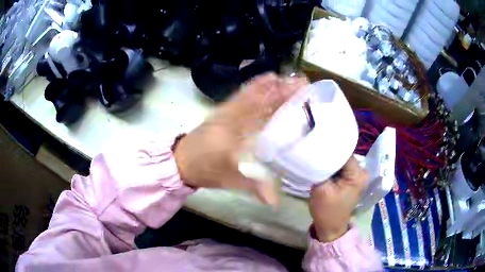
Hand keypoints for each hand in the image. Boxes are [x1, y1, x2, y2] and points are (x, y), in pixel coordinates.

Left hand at [174, 73, 307, 204]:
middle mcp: (232, 116)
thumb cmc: (206, 169)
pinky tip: (265, 81)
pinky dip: (254, 86)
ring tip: (289, 79)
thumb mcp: (230, 179)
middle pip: (260, 98)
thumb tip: (275, 201)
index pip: (262, 110)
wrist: (181, 162)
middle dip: (281, 89)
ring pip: (251, 94)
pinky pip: (241, 95)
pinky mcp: (223, 111)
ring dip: (270, 85)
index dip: (281, 99)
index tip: (299, 91)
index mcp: (235, 130)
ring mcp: (227, 111)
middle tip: (301, 83)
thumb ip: (254, 186)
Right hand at [309, 156, 368, 241]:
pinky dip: (332, 168)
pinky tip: (323, 168)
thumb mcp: (321, 188)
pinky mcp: (352, 180)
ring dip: (330, 161)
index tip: (317, 146)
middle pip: (344, 156)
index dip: (330, 149)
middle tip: (315, 153)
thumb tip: (317, 151)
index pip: (344, 152)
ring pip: (342, 161)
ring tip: (317, 160)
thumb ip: (321, 168)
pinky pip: (342, 168)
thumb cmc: (326, 211)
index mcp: (358, 175)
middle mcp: (362, 172)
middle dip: (330, 154)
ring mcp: (358, 176)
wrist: (330, 228)